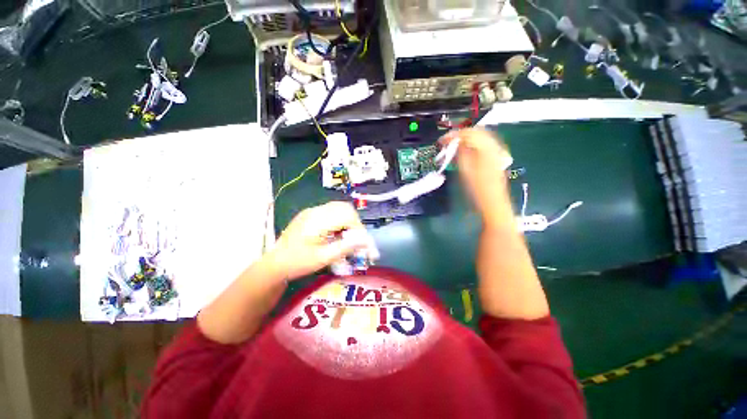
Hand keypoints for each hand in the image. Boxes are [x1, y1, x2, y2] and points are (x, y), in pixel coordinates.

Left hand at [266, 201, 374, 280]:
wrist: (275, 263)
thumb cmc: (298, 263)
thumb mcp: (323, 258)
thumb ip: (345, 247)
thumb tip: (365, 240)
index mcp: (317, 221)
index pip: (347, 215)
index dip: (358, 228)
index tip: (362, 243)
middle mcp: (315, 211)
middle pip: (345, 208)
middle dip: (355, 222)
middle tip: (356, 239)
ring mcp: (311, 211)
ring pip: (339, 207)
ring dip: (348, 220)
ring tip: (347, 236)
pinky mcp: (309, 214)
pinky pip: (331, 211)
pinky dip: (339, 219)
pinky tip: (336, 233)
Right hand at [440, 128, 514, 228]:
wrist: (493, 203)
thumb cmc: (477, 190)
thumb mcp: (465, 170)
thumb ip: (460, 153)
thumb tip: (453, 142)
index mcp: (486, 149)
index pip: (468, 133)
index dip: (453, 135)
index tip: (441, 141)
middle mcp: (493, 147)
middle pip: (476, 132)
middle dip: (460, 135)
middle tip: (447, 142)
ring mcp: (497, 152)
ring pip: (480, 137)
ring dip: (466, 138)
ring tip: (454, 146)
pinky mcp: (496, 158)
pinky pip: (484, 144)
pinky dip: (473, 144)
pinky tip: (465, 150)